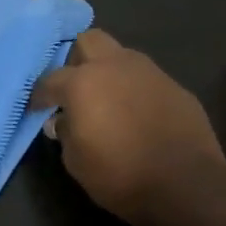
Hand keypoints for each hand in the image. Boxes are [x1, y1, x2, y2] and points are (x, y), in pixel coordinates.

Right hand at [31, 29, 225, 223]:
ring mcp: (149, 72)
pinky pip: (147, 78)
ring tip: (109, 99)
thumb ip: (65, 133)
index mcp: (83, 82)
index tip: (38, 108)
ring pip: (121, 55)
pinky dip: (136, 90)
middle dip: (77, 58)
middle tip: (75, 86)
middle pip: (89, 41)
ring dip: (109, 71)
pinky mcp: (176, 86)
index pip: (50, 79)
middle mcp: (115, 66)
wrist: (187, 185)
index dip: (40, 95)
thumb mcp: (76, 162)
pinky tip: (139, 114)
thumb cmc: (121, 175)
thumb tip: (63, 121)